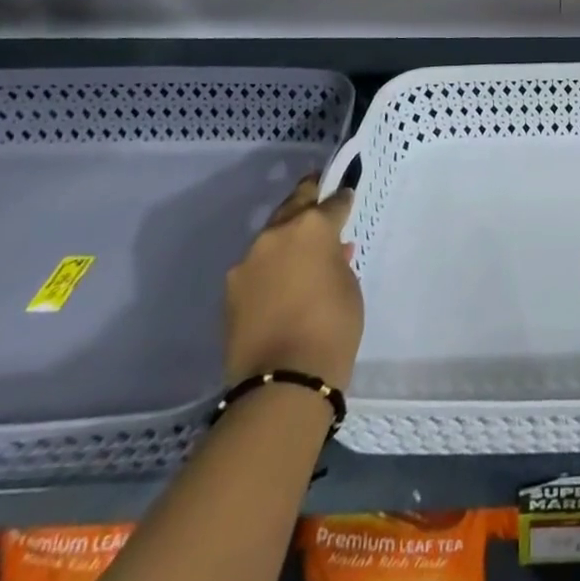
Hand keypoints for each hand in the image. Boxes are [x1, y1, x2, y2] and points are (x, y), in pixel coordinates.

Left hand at [224, 177, 362, 389]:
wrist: (283, 381)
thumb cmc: (332, 326)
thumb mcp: (349, 285)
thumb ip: (338, 259)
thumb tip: (331, 252)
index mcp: (313, 226)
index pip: (333, 202)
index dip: (342, 201)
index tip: (346, 199)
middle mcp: (277, 233)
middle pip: (295, 203)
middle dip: (309, 201)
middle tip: (319, 202)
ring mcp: (248, 260)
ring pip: (272, 234)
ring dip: (286, 236)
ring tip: (298, 251)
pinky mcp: (230, 288)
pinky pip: (256, 265)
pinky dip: (269, 266)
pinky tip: (279, 282)